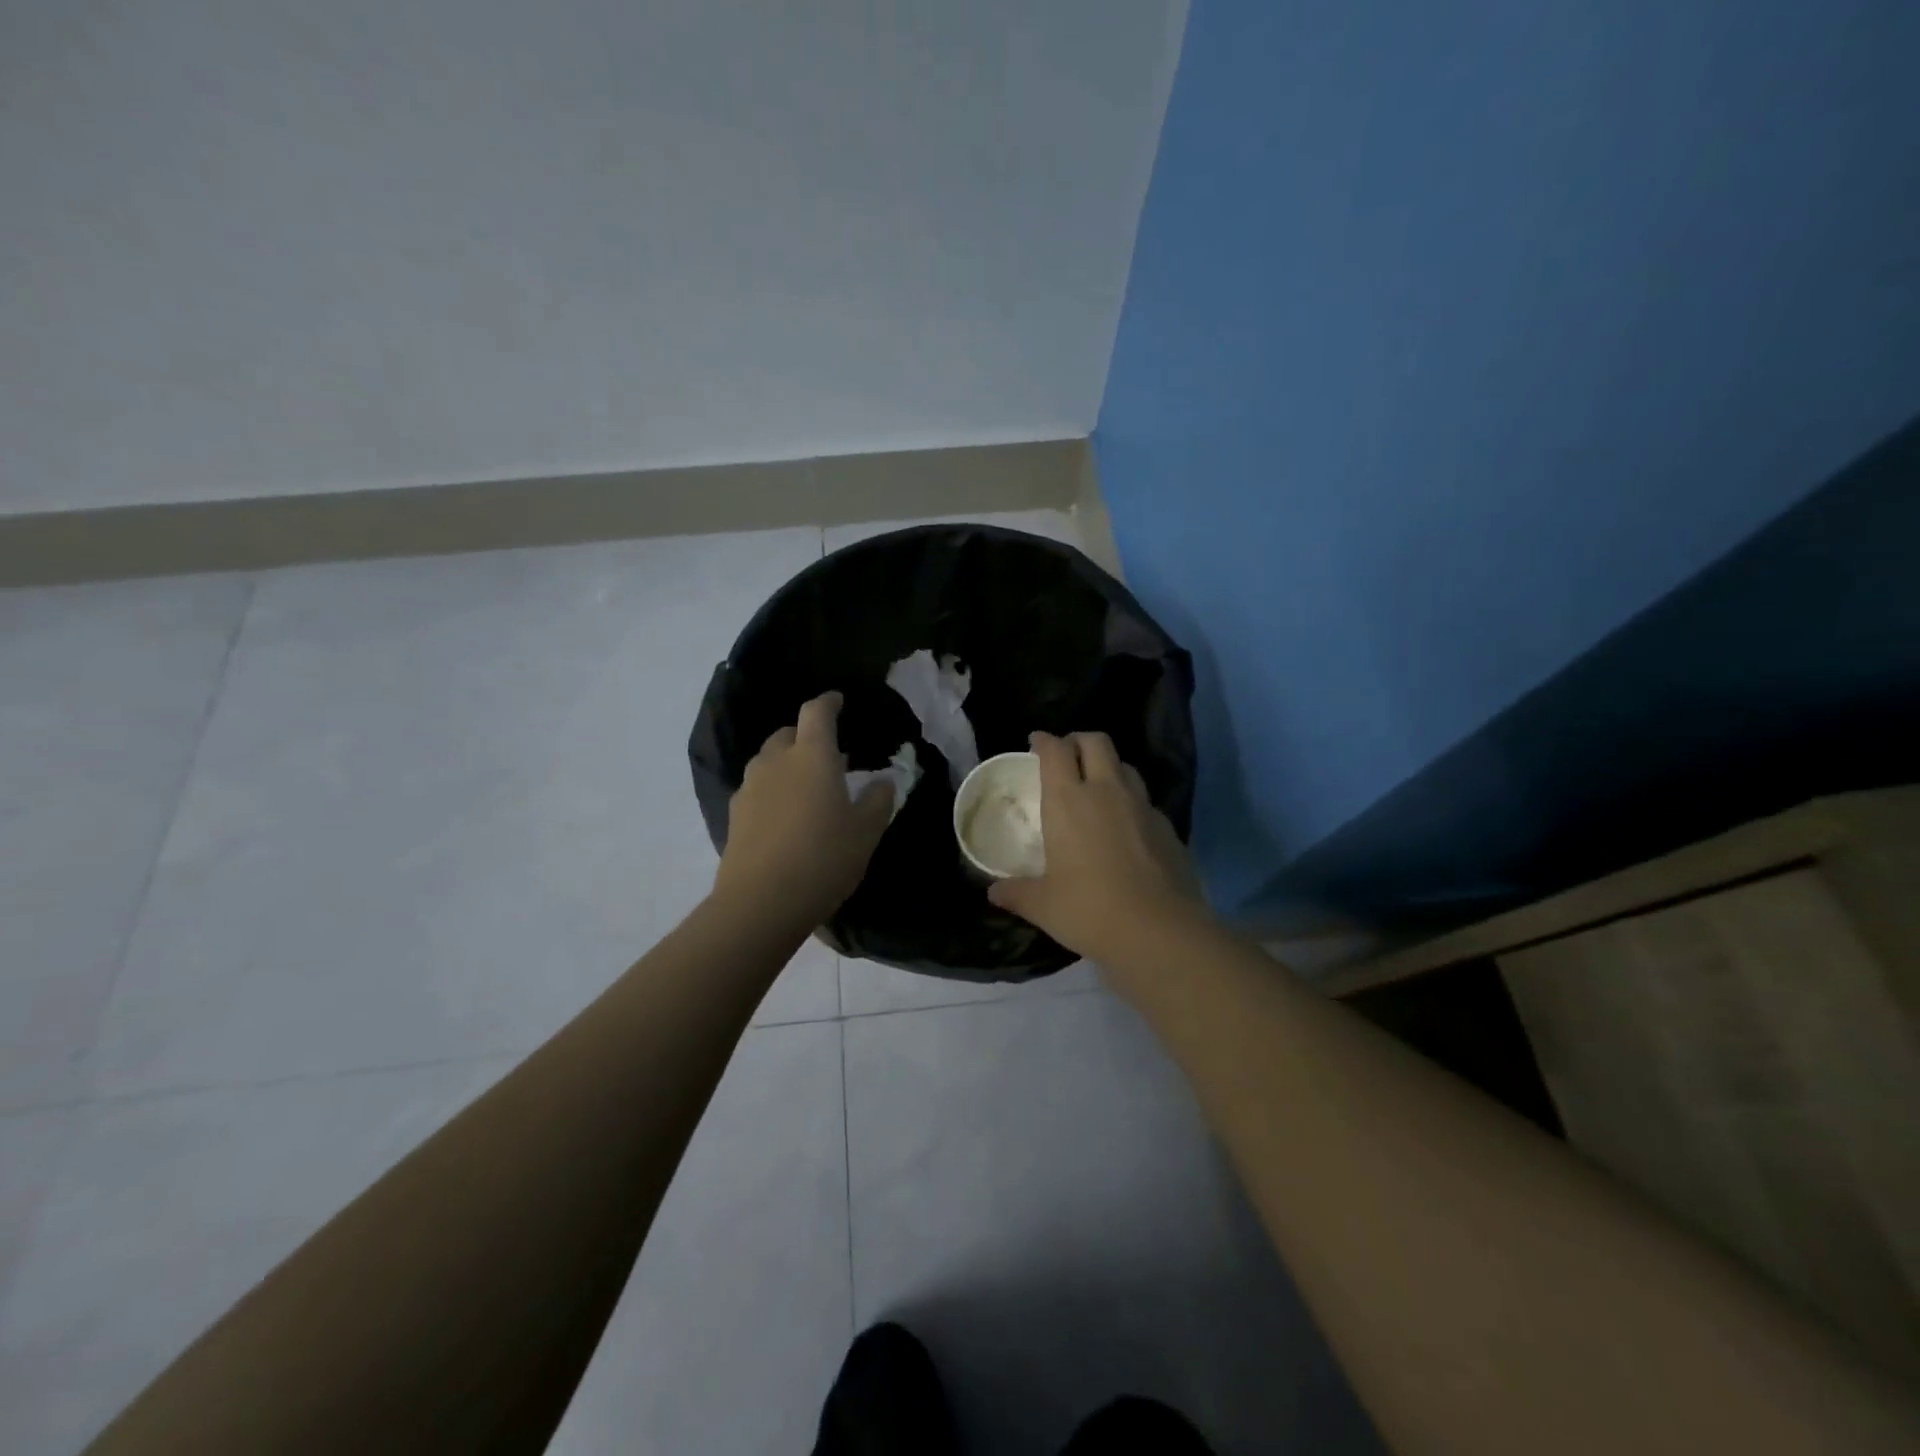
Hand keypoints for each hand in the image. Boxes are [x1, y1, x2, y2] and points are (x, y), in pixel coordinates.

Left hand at [714, 692, 895, 928]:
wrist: (761, 902)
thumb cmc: (824, 857)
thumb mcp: (866, 831)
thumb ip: (878, 800)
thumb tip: (882, 781)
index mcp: (811, 755)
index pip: (816, 712)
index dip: (829, 702)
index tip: (838, 700)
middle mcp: (776, 762)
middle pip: (787, 734)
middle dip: (806, 737)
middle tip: (829, 757)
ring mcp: (749, 788)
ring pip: (769, 762)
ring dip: (787, 765)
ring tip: (808, 788)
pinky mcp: (734, 816)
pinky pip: (757, 790)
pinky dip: (773, 792)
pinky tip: (785, 818)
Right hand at [987, 731, 1206, 966]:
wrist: (1160, 932)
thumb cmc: (1090, 910)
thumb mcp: (1043, 906)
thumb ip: (1017, 893)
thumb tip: (993, 893)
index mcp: (1069, 800)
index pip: (1056, 750)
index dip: (1044, 741)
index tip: (1036, 742)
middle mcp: (1107, 791)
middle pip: (1096, 742)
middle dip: (1079, 741)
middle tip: (1066, 756)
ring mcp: (1142, 807)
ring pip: (1125, 766)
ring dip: (1108, 767)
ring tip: (1097, 788)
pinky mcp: (1168, 827)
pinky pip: (1145, 801)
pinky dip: (1131, 802)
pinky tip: (1125, 828)